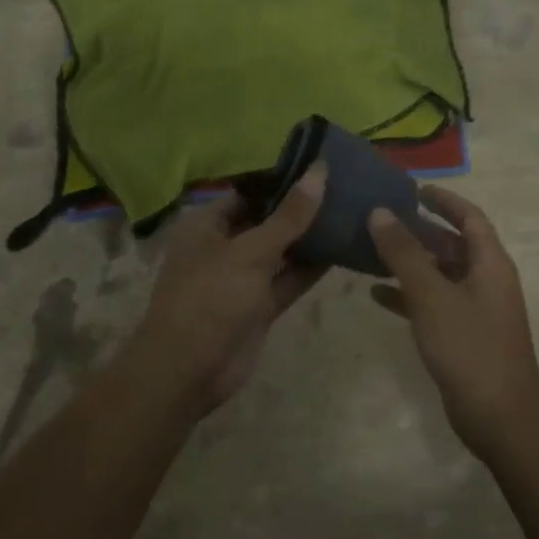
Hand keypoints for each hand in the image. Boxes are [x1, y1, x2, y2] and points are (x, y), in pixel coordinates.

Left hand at [136, 166, 328, 412]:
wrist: (188, 372)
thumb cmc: (211, 298)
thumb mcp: (251, 251)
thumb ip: (289, 216)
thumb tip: (319, 171)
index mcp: (207, 225)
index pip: (248, 193)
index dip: (281, 180)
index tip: (319, 166)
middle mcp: (223, 247)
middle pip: (266, 221)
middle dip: (300, 208)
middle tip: (344, 186)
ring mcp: (241, 279)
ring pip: (280, 252)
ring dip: (309, 238)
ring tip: (350, 212)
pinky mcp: (258, 307)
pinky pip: (287, 280)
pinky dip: (310, 268)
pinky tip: (342, 249)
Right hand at [368, 188, 538, 459]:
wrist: (501, 419)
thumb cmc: (470, 348)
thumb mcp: (431, 296)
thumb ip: (404, 253)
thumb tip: (380, 212)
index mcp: (490, 263)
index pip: (469, 217)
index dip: (444, 200)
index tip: (414, 188)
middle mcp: (487, 280)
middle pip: (452, 244)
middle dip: (419, 230)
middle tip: (382, 219)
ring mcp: (476, 310)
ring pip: (440, 274)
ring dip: (410, 262)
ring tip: (372, 250)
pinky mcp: (464, 336)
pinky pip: (434, 303)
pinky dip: (409, 295)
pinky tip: (376, 294)